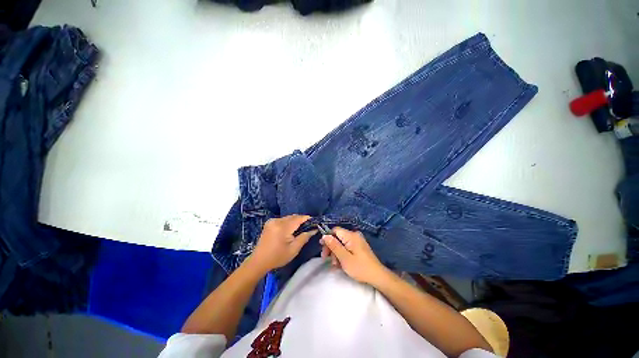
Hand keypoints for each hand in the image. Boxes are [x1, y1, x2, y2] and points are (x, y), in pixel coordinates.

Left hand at [248, 215, 316, 273]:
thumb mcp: (294, 249)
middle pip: (293, 217)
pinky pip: (283, 219)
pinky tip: (290, 230)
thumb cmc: (277, 257)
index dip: (307, 219)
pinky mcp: (269, 223)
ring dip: (295, 221)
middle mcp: (277, 220)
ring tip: (300, 229)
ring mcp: (272, 221)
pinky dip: (288, 222)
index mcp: (283, 227)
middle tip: (309, 227)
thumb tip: (314, 230)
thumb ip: (304, 237)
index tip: (315, 222)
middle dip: (301, 220)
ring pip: (288, 217)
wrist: (259, 261)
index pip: (298, 218)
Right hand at [320, 227, 387, 284]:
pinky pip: (347, 247)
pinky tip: (340, 264)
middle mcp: (354, 235)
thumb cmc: (360, 267)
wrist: (377, 276)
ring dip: (336, 253)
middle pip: (337, 237)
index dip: (327, 237)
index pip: (335, 230)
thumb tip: (324, 235)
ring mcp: (357, 241)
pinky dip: (342, 254)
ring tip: (335, 265)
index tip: (321, 247)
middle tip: (325, 258)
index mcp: (351, 236)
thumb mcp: (344, 258)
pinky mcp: (358, 247)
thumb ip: (334, 245)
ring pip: (341, 243)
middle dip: (331, 247)